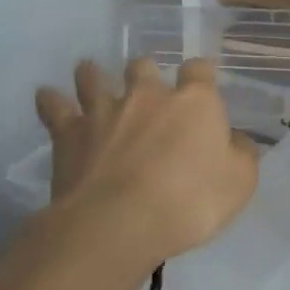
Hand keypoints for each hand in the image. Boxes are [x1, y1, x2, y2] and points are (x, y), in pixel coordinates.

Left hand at [34, 58, 259, 266]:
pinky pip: (54, 106)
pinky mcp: (69, 132)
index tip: (202, 84)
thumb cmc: (190, 202)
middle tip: (146, 90)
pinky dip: (51, 100)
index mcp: (194, 102)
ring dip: (93, 75)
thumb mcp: (240, 183)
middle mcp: (147, 95)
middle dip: (146, 74)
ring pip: (93, 77)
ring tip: (91, 76)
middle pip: (144, 66)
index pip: (199, 70)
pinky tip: (48, 98)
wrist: (120, 222)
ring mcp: (104, 110)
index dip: (201, 75)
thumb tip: (235, 140)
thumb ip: (241, 154)